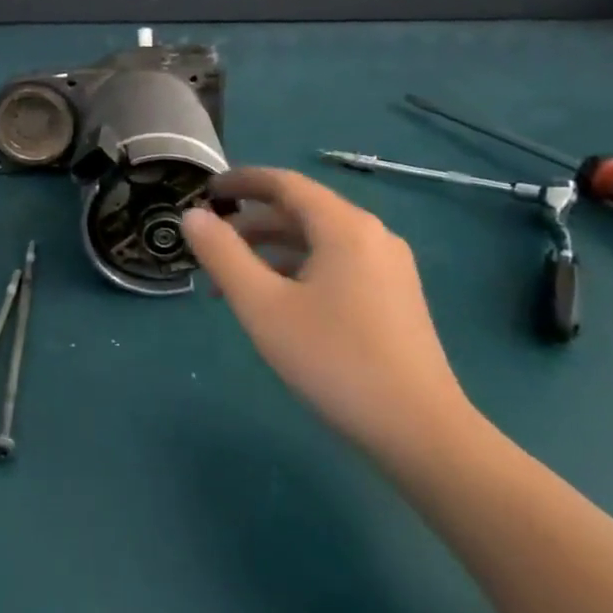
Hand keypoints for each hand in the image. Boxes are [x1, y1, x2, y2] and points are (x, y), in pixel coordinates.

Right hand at [181, 167, 474, 464]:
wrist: (420, 432)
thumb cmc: (334, 360)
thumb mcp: (262, 305)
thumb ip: (222, 254)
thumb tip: (192, 215)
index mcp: (344, 227)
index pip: (284, 183)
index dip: (241, 181)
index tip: (204, 190)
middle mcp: (371, 235)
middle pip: (300, 212)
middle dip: (250, 224)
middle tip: (209, 246)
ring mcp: (388, 267)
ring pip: (317, 242)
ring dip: (270, 251)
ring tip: (231, 283)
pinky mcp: (394, 297)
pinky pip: (335, 265)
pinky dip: (297, 270)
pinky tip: (275, 303)